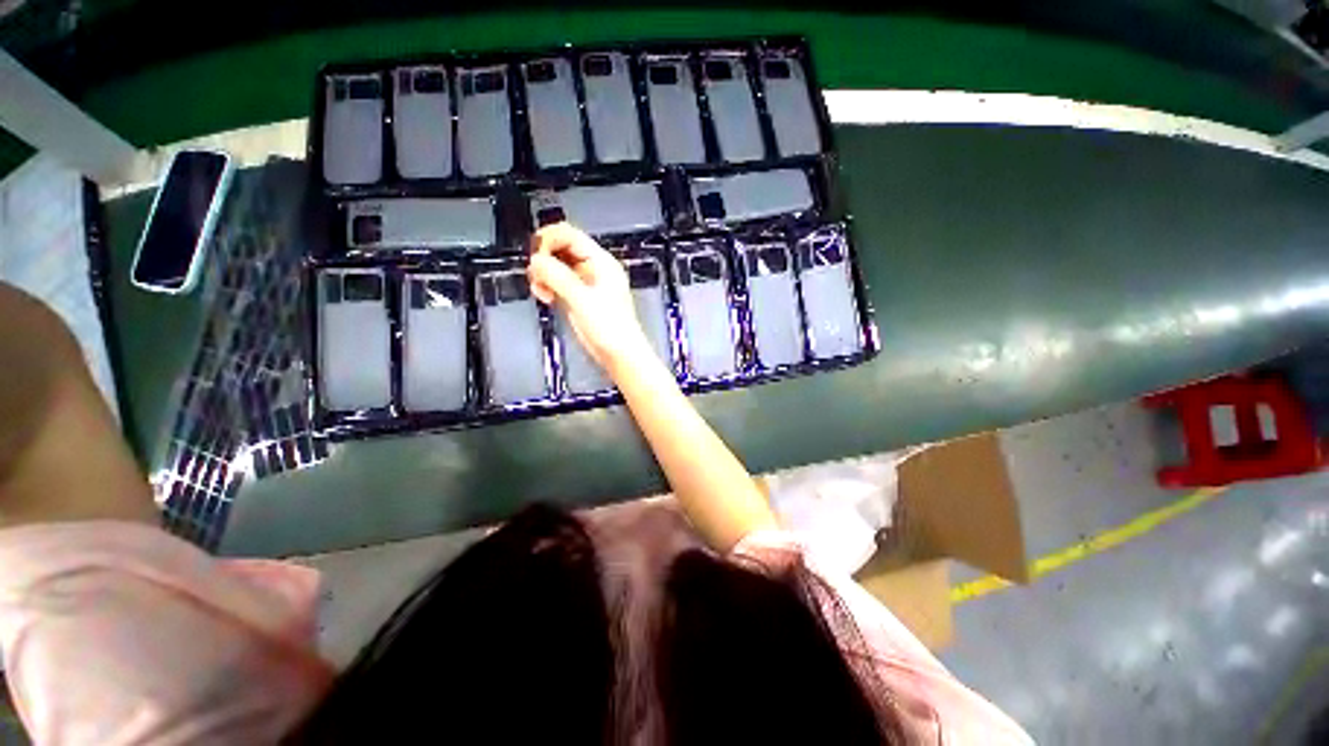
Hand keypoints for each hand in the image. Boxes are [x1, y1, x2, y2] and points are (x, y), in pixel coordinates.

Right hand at [527, 223, 648, 370]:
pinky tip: (545, 297)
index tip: (534, 255)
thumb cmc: (610, 327)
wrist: (620, 354)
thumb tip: (535, 260)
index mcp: (600, 262)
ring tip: (541, 291)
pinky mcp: (578, 298)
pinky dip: (548, 286)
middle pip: (561, 248)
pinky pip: (558, 283)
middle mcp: (593, 268)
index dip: (548, 239)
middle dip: (544, 258)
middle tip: (536, 276)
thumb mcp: (583, 299)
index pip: (569, 235)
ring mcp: (585, 283)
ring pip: (556, 266)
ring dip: (544, 274)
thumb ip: (558, 277)